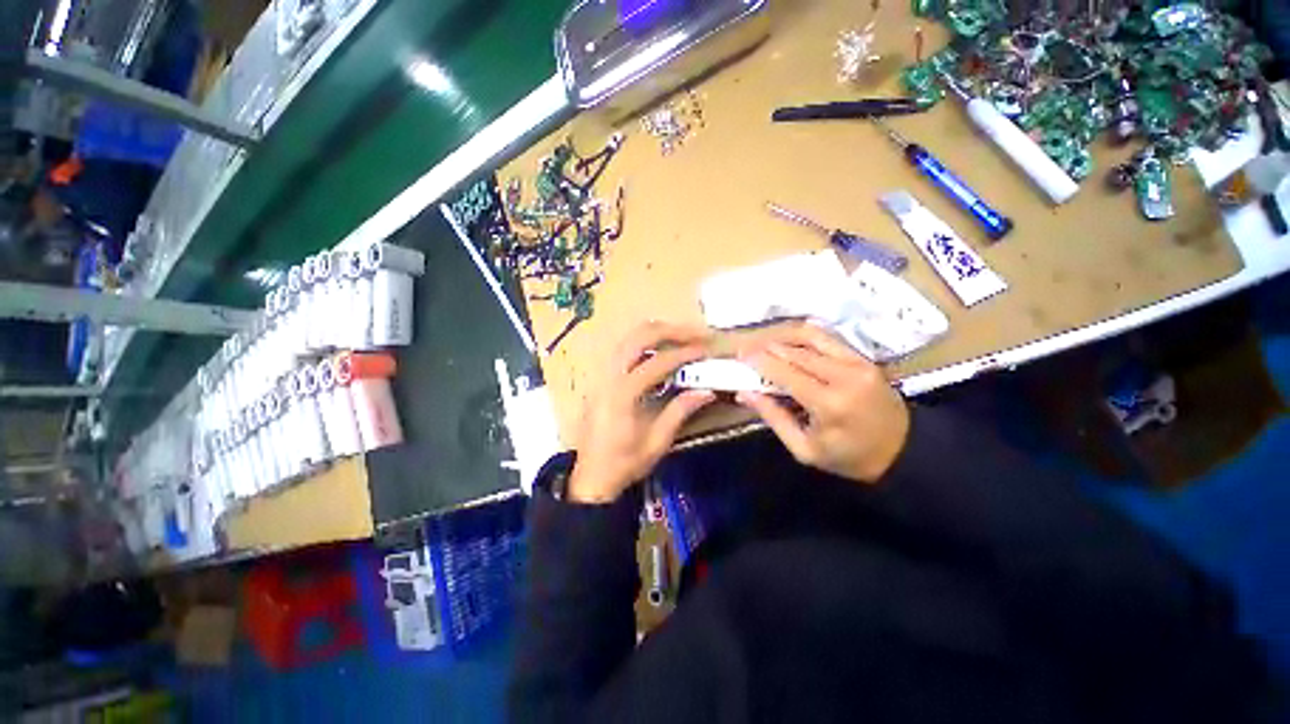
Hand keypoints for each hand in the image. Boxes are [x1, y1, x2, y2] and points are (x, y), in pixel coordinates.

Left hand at [568, 322, 716, 502]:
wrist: (591, 477)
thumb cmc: (624, 463)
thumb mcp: (657, 442)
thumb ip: (680, 411)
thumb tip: (706, 390)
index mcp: (622, 394)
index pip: (657, 362)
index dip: (685, 353)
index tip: (707, 350)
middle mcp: (609, 376)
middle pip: (639, 337)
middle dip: (671, 331)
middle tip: (697, 334)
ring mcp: (602, 374)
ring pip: (629, 338)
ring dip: (658, 333)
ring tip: (684, 337)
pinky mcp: (601, 378)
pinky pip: (624, 349)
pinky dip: (645, 343)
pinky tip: (662, 350)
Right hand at [736, 324, 909, 483]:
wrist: (904, 451)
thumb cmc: (849, 456)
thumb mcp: (804, 449)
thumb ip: (773, 417)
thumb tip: (744, 393)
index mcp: (828, 403)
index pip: (784, 372)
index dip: (759, 361)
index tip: (740, 356)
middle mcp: (844, 376)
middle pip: (795, 352)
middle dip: (766, 348)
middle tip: (746, 349)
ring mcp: (857, 363)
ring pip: (811, 338)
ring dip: (783, 337)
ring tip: (764, 343)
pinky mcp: (864, 358)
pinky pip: (828, 339)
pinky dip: (805, 336)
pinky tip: (789, 340)